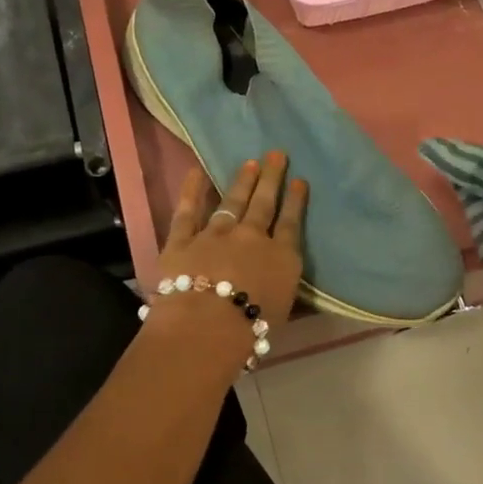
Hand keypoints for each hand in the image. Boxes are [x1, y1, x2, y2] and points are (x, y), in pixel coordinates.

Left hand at [149, 154, 307, 352]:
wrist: (207, 326)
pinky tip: (195, 171)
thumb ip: (284, 287)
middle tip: (276, 154)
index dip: (295, 200)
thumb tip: (284, 277)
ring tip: (250, 163)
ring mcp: (216, 234)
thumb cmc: (252, 329)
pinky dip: (191, 190)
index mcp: (281, 257)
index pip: (290, 223)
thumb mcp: (283, 310)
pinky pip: (187, 211)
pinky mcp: (183, 240)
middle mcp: (251, 238)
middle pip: (264, 204)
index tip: (299, 180)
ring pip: (232, 202)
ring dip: (242, 182)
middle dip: (271, 178)